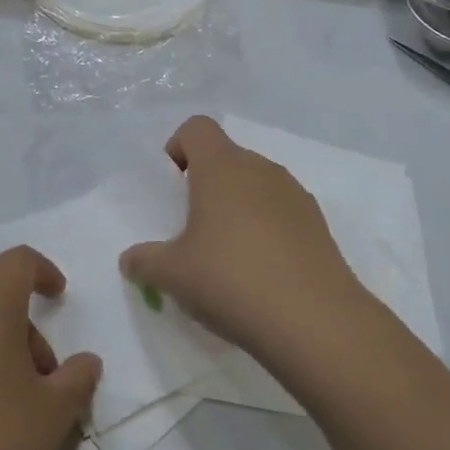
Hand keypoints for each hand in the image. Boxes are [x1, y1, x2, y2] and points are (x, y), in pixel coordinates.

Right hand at [120, 116, 381, 370]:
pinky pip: (281, 212)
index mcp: (222, 167)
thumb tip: (131, 259)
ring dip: (237, 208)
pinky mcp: (318, 224)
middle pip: (227, 157)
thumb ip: (145, 261)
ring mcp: (295, 195)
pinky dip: (266, 230)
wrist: (315, 321)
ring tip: (228, 257)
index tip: (172, 188)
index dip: (178, 148)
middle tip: (192, 231)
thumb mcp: (173, 275)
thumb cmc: (231, 280)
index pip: (197, 128)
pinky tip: (261, 274)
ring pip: (256, 185)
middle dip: (205, 185)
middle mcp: (260, 169)